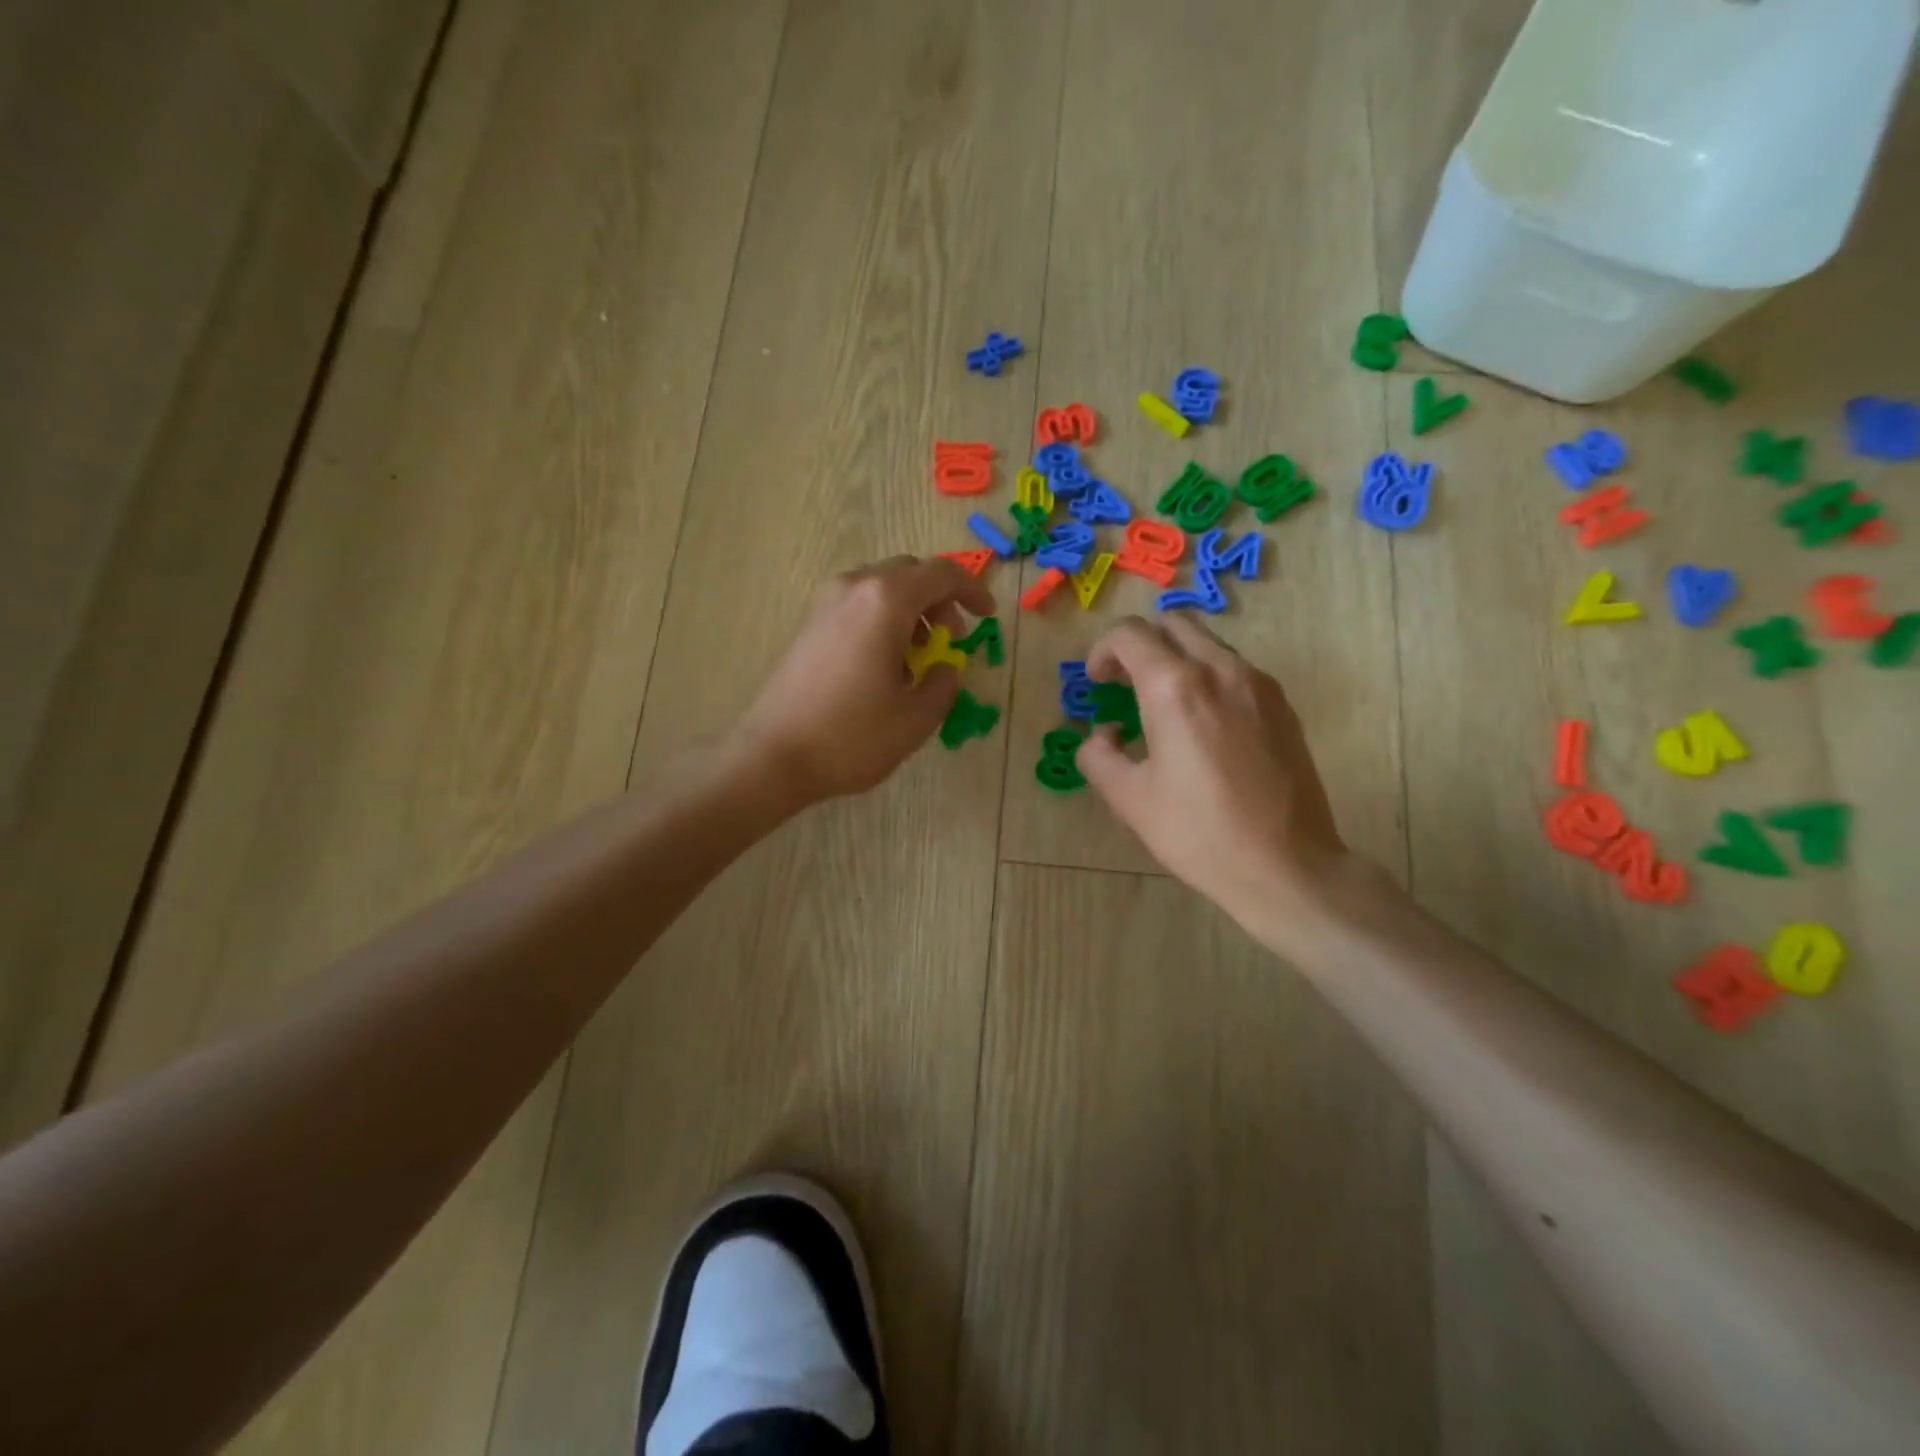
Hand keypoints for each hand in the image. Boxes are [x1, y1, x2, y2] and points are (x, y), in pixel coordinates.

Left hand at [732, 556, 994, 803]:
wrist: (774, 754)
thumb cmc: (852, 736)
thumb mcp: (916, 718)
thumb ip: (944, 684)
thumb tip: (946, 667)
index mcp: (886, 601)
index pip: (943, 574)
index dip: (973, 591)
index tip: (987, 617)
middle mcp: (854, 588)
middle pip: (910, 573)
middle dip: (940, 601)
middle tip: (951, 641)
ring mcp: (826, 603)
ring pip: (882, 588)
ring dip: (911, 611)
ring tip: (918, 658)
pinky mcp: (809, 624)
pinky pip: (858, 605)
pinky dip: (882, 620)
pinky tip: (883, 664)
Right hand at [1077, 616, 1350, 946]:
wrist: (1286, 866)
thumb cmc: (1198, 834)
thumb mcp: (1128, 799)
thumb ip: (1098, 755)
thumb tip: (1104, 735)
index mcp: (1175, 688)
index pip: (1129, 635)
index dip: (1102, 650)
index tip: (1098, 682)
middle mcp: (1220, 670)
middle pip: (1173, 624)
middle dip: (1140, 645)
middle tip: (1125, 683)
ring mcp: (1258, 684)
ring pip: (1208, 643)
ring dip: (1176, 659)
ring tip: (1163, 706)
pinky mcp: (1282, 704)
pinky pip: (1235, 670)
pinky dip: (1207, 677)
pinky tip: (1203, 726)